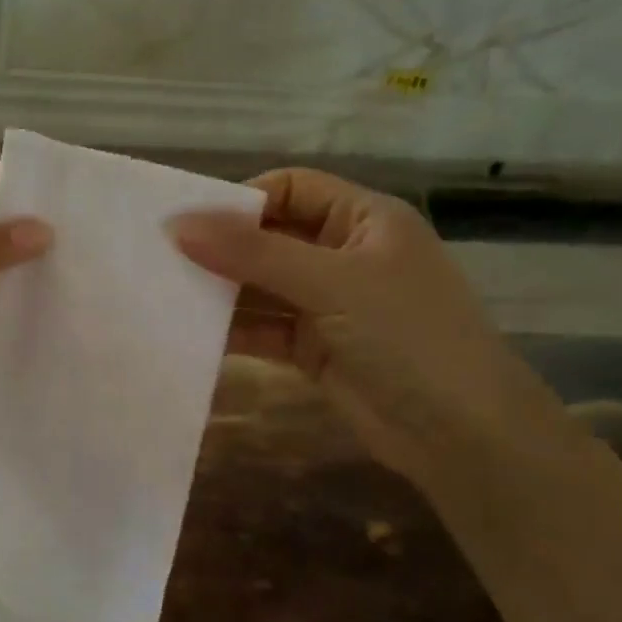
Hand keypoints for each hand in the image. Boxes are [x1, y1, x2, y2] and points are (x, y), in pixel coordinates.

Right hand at [174, 169, 546, 485]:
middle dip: (222, 248)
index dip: (239, 201)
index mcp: (363, 219)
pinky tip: (193, 334)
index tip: (187, 225)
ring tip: (166, 296)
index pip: (290, 189)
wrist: (459, 432)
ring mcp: (329, 305)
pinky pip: (264, 328)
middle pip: (270, 238)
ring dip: (222, 292)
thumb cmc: (406, 336)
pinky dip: (233, 330)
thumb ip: (253, 253)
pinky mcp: (315, 348)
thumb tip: (178, 225)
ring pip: (262, 286)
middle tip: (162, 261)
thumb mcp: (331, 283)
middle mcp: (344, 255)